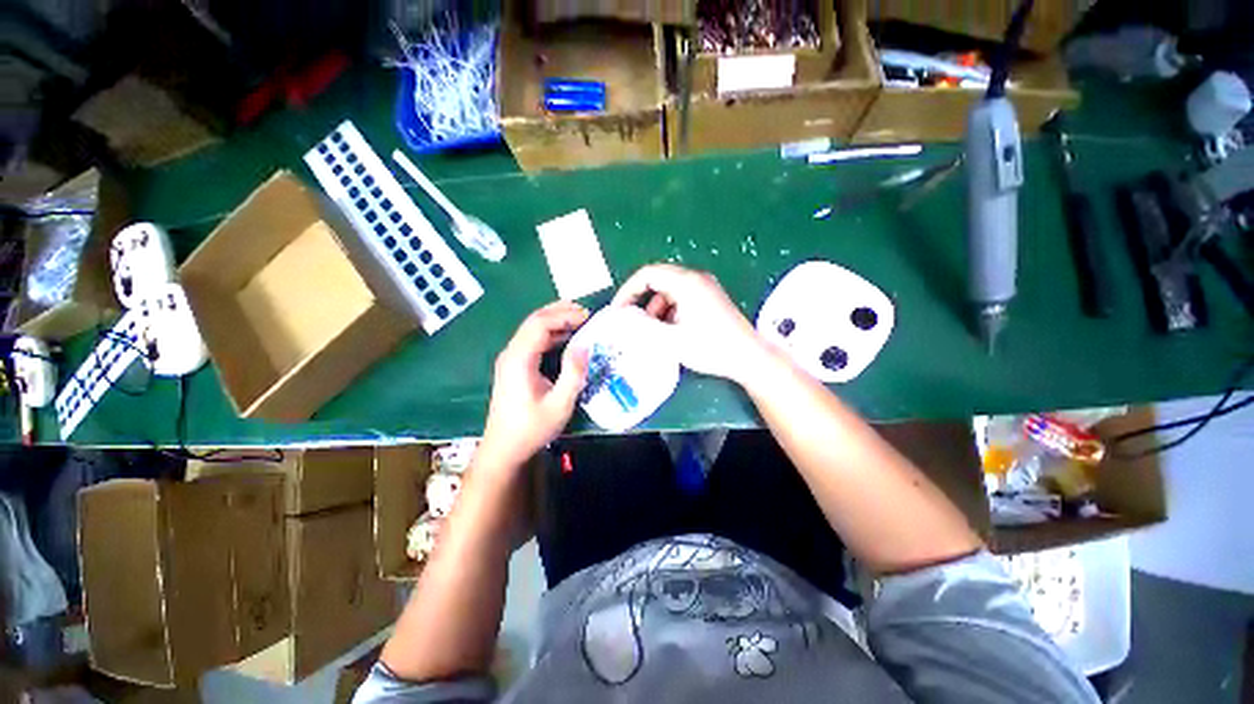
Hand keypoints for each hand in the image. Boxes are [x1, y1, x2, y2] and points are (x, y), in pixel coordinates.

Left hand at [478, 301, 589, 471]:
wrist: (504, 449)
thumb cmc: (532, 429)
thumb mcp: (560, 405)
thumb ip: (573, 374)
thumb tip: (584, 346)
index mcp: (519, 359)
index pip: (540, 324)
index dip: (564, 315)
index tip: (588, 316)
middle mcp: (511, 353)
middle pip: (534, 320)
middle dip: (560, 311)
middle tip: (586, 312)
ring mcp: (511, 358)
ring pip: (532, 328)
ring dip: (555, 320)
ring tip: (580, 319)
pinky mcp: (514, 365)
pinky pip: (532, 340)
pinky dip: (550, 333)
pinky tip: (566, 337)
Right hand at [612, 264, 764, 383]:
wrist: (748, 357)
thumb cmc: (711, 347)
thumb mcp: (672, 341)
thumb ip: (643, 329)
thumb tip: (622, 321)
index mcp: (686, 283)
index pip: (647, 274)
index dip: (627, 290)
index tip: (618, 310)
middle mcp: (695, 279)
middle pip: (657, 280)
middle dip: (641, 300)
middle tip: (631, 321)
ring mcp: (704, 288)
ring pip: (668, 291)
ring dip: (655, 308)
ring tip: (651, 331)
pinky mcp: (709, 299)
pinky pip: (680, 298)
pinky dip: (668, 311)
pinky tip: (669, 331)